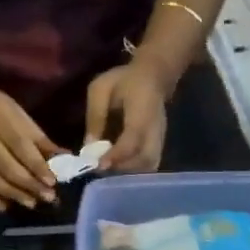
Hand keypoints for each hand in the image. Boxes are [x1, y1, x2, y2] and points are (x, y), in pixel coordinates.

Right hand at [0, 78, 61, 210]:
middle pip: (5, 166)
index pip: (19, 145)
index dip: (36, 165)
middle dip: (28, 184)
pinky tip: (5, 207)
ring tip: (31, 203)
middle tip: (48, 197)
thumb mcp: (16, 112)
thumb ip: (38, 137)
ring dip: (13, 194)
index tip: (52, 181)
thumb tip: (65, 158)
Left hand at [85, 57, 171, 172]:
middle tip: (101, 170)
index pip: (132, 140)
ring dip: (129, 174)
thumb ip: (95, 115)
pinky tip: (119, 170)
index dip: (116, 156)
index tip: (99, 165)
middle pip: (145, 160)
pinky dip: (135, 173)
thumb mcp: (101, 89)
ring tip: (109, 172)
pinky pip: (150, 166)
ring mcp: (160, 139)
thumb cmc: (124, 80)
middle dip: (122, 169)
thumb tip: (88, 146)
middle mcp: (155, 129)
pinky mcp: (160, 146)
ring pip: (149, 167)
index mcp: (142, 112)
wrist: (153, 76)